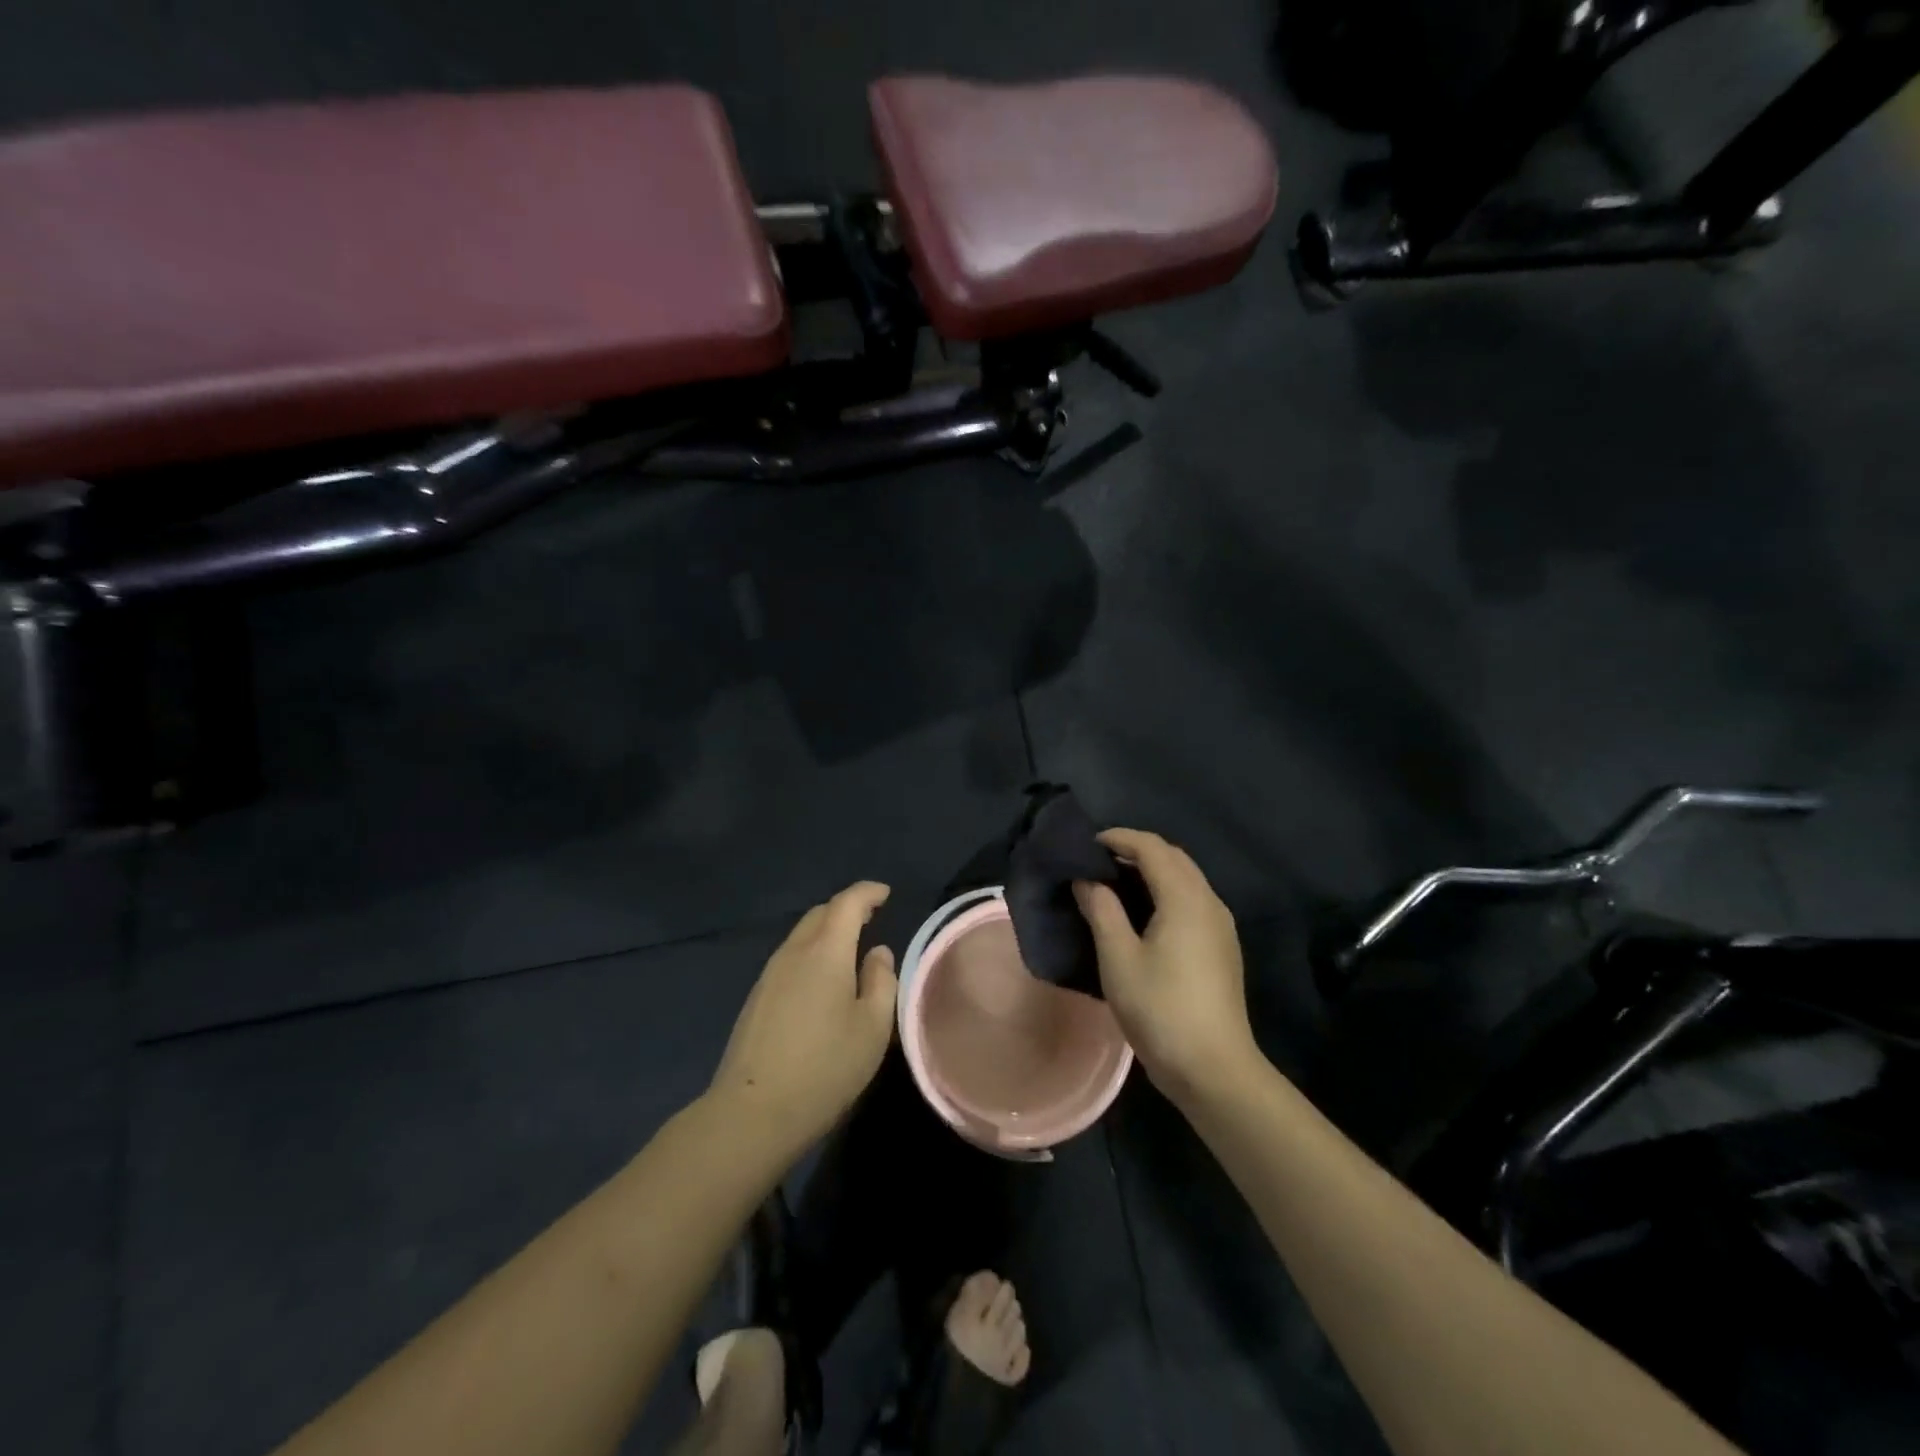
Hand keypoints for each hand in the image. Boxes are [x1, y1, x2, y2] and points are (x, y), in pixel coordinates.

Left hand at [710, 881, 898, 1156]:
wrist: (752, 1113)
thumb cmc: (825, 1067)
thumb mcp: (873, 1027)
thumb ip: (881, 981)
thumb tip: (877, 953)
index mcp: (825, 951)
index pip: (847, 903)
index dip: (868, 893)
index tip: (885, 893)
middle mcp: (793, 953)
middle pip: (820, 914)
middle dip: (846, 909)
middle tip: (871, 918)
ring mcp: (769, 975)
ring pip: (801, 936)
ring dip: (826, 932)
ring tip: (849, 949)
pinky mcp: (757, 998)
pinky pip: (790, 959)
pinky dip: (811, 954)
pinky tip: (821, 981)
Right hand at [1074, 829, 1260, 1108]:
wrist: (1214, 1069)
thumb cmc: (1160, 1009)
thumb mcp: (1118, 958)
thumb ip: (1101, 910)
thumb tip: (1087, 879)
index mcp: (1185, 898)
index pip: (1152, 847)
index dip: (1118, 838)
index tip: (1086, 844)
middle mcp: (1209, 901)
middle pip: (1173, 857)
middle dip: (1136, 850)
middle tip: (1097, 861)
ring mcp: (1220, 925)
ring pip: (1186, 878)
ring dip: (1152, 870)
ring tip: (1114, 884)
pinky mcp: (1222, 947)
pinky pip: (1192, 899)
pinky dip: (1165, 891)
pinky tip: (1142, 914)